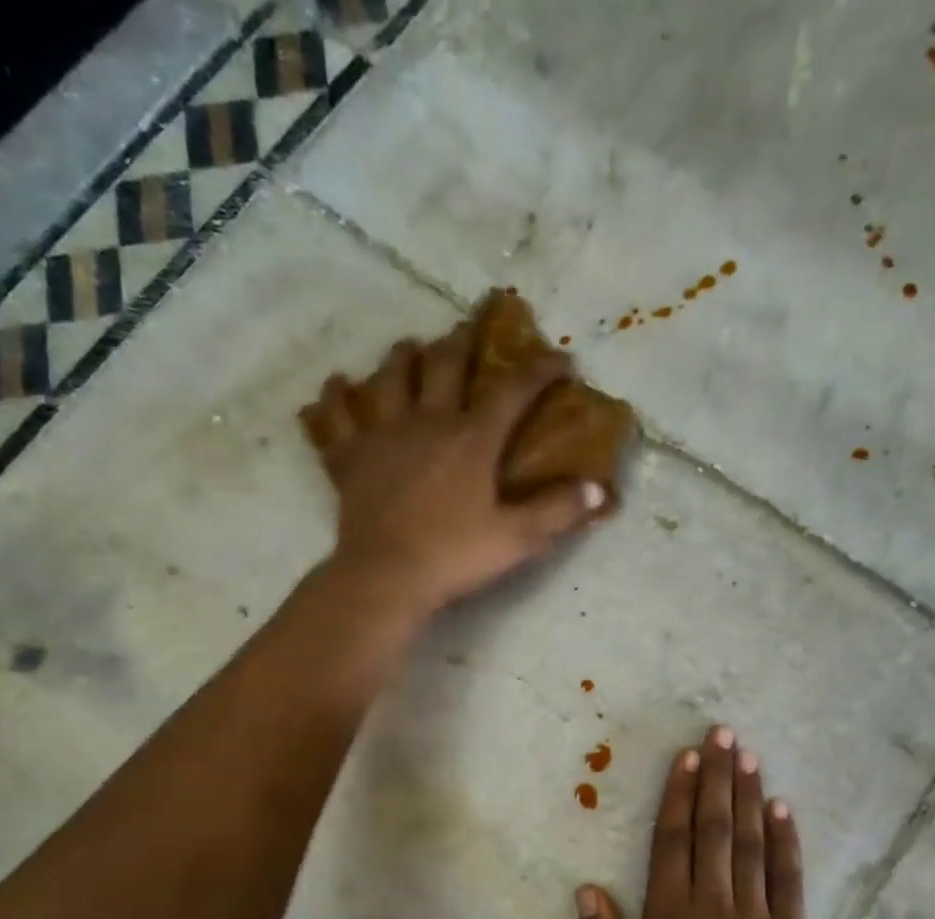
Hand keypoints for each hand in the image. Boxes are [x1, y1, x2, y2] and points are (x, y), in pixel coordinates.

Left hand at [300, 323, 608, 620]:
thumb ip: (558, 511)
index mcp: (471, 439)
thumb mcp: (517, 538)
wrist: (386, 576)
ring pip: (390, 378)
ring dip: (403, 357)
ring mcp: (383, 435)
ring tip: (410, 348)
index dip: (539, 370)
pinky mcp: (349, 458)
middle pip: (445, 365)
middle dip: (463, 340)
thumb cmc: (454, 555)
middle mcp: (427, 422)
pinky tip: (336, 387)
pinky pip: (336, 418)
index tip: (560, 359)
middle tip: (471, 326)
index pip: (512, 391)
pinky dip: (335, 399)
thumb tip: (599, 489)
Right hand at [576, 725, 811, 918]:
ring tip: (749, 755)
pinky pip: (789, 879)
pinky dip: (786, 841)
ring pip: (751, 845)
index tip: (687, 757)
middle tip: (723, 734)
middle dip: (718, 778)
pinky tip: (783, 808)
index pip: (673, 843)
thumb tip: (587, 891)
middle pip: (714, 830)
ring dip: (749, 796)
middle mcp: (714, 909)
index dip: (679, 796)